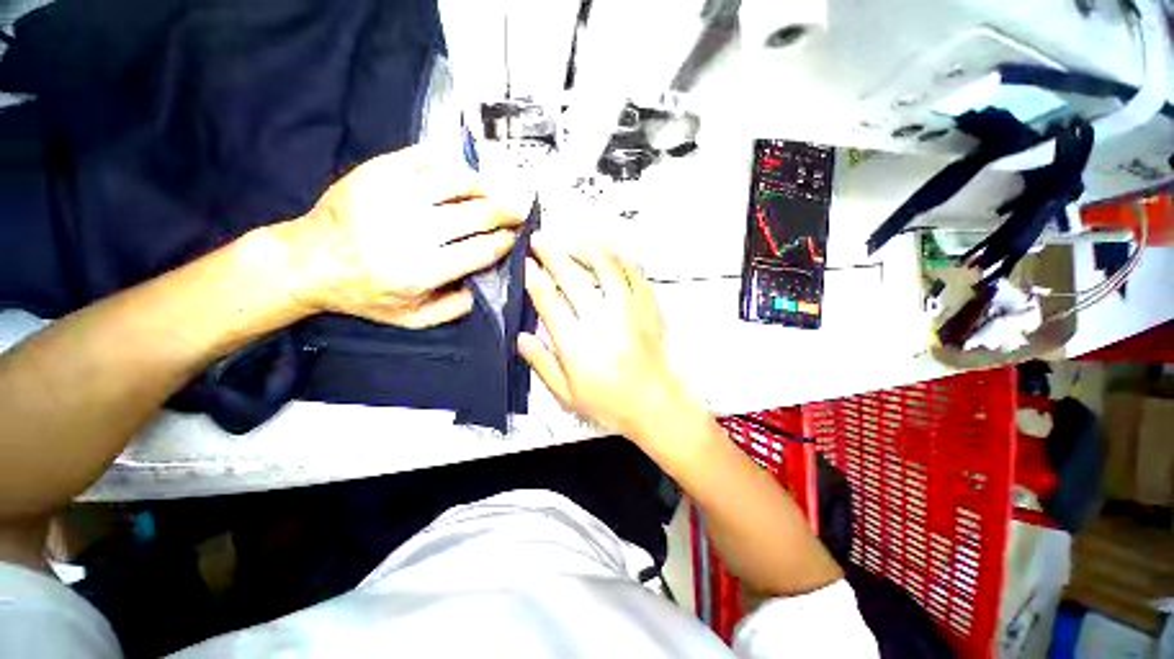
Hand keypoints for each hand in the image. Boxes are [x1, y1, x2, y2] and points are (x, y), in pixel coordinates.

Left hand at [279, 146, 530, 327]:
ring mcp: (393, 195)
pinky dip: (451, 163)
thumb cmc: (365, 293)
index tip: (514, 238)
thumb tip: (483, 287)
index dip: (504, 242)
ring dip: (484, 185)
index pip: (480, 251)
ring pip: (456, 181)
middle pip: (476, 214)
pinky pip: (425, 157)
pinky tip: (461, 173)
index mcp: (421, 270)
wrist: (309, 260)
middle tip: (523, 207)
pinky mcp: (376, 172)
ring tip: (496, 190)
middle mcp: (411, 231)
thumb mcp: (412, 319)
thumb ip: (453, 309)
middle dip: (507, 210)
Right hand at [519, 235, 706, 445]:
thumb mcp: (567, 394)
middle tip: (540, 241)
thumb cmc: (610, 403)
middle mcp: (602, 321)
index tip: (526, 264)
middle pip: (573, 277)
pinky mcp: (649, 308)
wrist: (655, 404)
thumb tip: (522, 338)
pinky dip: (621, 259)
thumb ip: (542, 364)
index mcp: (578, 344)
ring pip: (607, 266)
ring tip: (573, 242)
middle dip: (552, 254)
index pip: (549, 302)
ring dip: (587, 249)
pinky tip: (612, 253)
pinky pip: (636, 274)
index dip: (534, 279)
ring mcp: (629, 311)